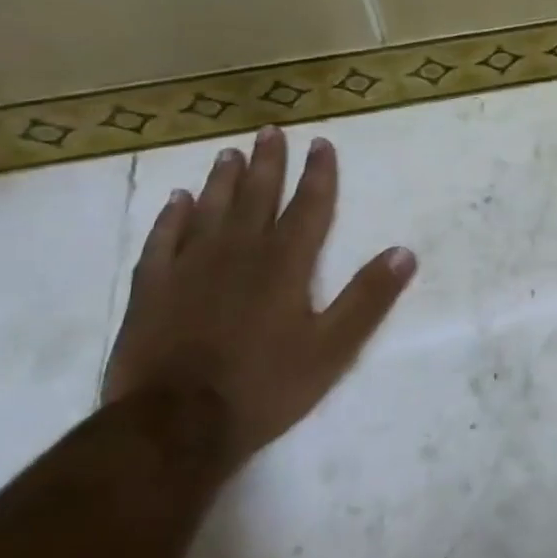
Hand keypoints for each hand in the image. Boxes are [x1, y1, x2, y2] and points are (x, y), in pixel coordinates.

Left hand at [103, 126, 415, 472]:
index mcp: (284, 263)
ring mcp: (189, 269)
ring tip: (229, 154)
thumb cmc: (263, 387)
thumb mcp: (332, 349)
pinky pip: (162, 242)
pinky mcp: (151, 291)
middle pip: (256, 197)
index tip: (321, 143)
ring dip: (222, 180)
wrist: (172, 426)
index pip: (308, 206)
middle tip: (269, 130)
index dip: (318, 174)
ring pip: (209, 210)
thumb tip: (405, 252)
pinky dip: (171, 218)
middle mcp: (238, 253)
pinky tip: (176, 201)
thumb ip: (367, 298)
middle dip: (268, 163)